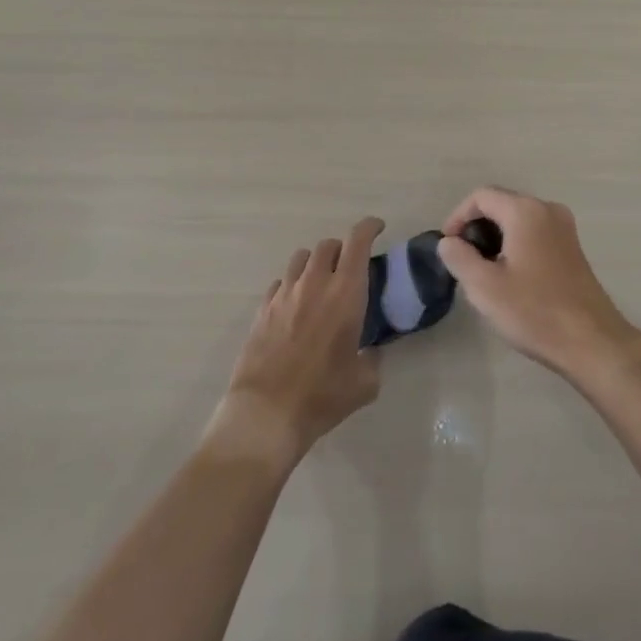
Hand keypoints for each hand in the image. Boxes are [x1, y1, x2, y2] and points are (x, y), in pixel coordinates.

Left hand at [208, 217, 383, 470]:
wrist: (266, 412)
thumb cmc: (322, 395)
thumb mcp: (364, 383)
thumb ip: (373, 359)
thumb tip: (371, 352)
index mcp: (345, 292)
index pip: (358, 241)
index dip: (369, 227)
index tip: (377, 228)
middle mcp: (314, 282)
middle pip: (328, 245)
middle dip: (342, 249)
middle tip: (349, 267)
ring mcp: (285, 293)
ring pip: (301, 258)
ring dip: (315, 263)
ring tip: (320, 283)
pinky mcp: (263, 309)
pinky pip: (280, 283)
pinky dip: (292, 285)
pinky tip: (295, 306)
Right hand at [436, 187, 640, 380]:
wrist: (592, 342)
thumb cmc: (534, 311)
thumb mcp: (484, 286)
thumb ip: (459, 257)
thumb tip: (449, 242)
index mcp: (525, 211)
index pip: (481, 196)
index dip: (458, 217)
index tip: (448, 246)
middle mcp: (548, 209)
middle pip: (501, 204)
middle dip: (477, 228)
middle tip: (463, 261)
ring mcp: (565, 228)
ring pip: (518, 220)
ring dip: (496, 238)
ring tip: (483, 272)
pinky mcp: (573, 248)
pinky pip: (535, 233)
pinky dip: (516, 245)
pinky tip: (511, 278)